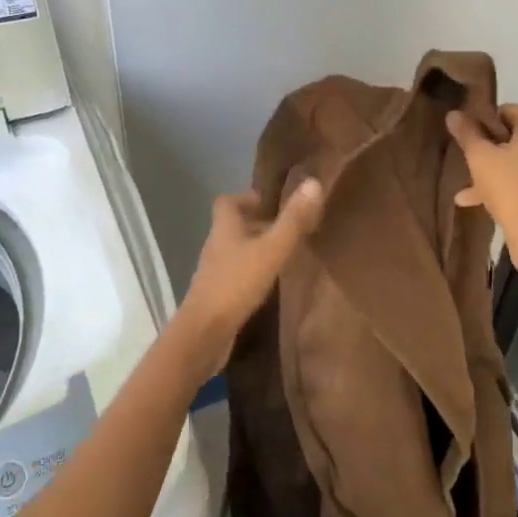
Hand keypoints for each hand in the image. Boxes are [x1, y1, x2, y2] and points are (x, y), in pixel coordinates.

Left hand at [171, 180, 324, 377]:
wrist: (204, 334)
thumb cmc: (236, 284)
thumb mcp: (271, 250)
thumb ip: (292, 221)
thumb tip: (313, 182)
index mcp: (224, 228)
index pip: (227, 201)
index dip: (248, 198)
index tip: (273, 204)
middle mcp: (216, 246)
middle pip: (234, 226)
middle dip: (259, 224)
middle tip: (289, 228)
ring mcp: (215, 272)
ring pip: (237, 251)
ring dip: (258, 249)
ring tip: (287, 254)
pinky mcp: (218, 296)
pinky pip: (237, 275)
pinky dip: (254, 273)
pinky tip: (273, 284)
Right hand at [446, 104, 517, 249]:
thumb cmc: (509, 187)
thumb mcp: (480, 158)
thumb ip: (467, 133)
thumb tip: (453, 113)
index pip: (507, 111)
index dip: (483, 124)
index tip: (468, 142)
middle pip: (516, 138)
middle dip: (490, 152)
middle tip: (468, 166)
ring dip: (497, 172)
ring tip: (468, 192)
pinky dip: (514, 185)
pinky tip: (486, 203)